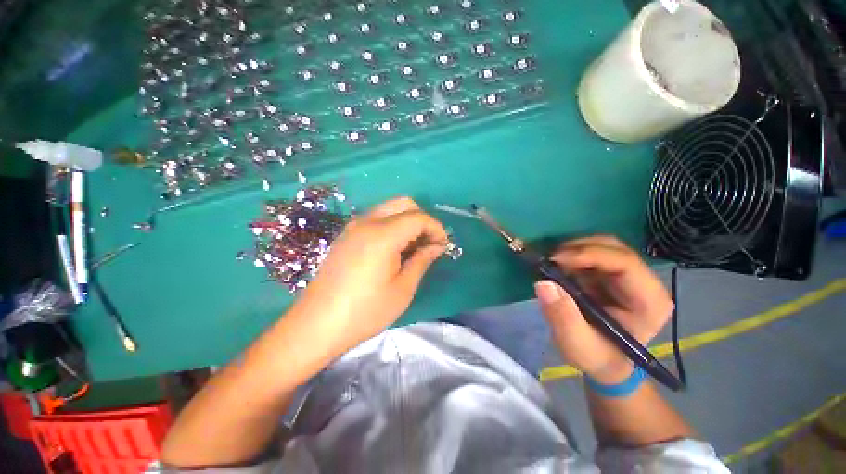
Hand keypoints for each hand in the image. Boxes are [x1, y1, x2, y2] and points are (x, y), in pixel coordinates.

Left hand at [292, 197, 447, 353]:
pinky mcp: (346, 235)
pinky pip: (376, 219)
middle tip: (428, 244)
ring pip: (389, 209)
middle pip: (403, 204)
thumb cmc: (365, 311)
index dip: (436, 228)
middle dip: (422, 220)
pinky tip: (393, 249)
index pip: (418, 217)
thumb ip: (422, 260)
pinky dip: (392, 226)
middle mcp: (367, 222)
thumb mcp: (403, 289)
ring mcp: (353, 227)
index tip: (443, 246)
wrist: (317, 325)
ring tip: (413, 248)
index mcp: (382, 235)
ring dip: (407, 222)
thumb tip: (437, 246)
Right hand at [535, 236, 672, 384]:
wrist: (605, 362)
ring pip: (602, 246)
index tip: (555, 260)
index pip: (625, 263)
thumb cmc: (597, 357)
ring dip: (573, 250)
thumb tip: (543, 283)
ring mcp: (629, 276)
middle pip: (614, 248)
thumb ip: (562, 317)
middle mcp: (644, 283)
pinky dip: (572, 255)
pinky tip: (559, 267)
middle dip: (578, 248)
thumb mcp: (577, 345)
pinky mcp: (612, 274)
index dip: (589, 255)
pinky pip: (592, 253)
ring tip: (552, 264)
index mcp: (648, 301)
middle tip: (549, 259)